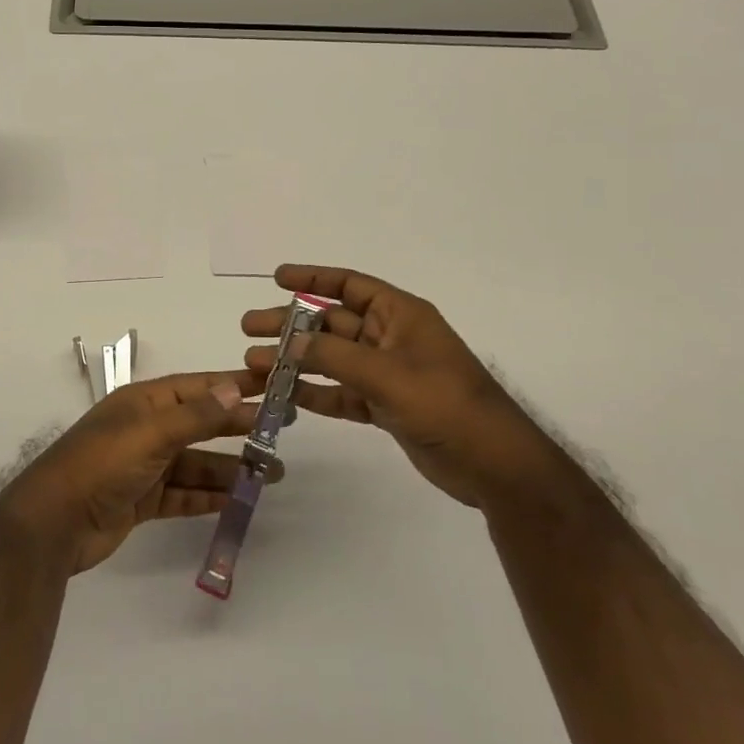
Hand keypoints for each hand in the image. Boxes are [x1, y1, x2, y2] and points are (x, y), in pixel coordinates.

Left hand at [0, 371, 278, 573]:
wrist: (54, 522)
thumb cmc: (102, 464)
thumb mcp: (151, 433)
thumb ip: (195, 415)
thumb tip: (234, 388)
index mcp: (144, 402)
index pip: (198, 388)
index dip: (233, 385)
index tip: (271, 386)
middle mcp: (146, 428)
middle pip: (201, 423)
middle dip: (239, 426)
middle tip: (282, 431)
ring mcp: (144, 466)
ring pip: (197, 462)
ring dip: (231, 466)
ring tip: (273, 473)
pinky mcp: (142, 500)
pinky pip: (184, 494)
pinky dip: (209, 495)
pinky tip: (238, 498)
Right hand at [243, 265, 553, 508]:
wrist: (494, 465)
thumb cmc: (446, 405)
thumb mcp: (388, 374)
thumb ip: (336, 356)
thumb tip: (291, 341)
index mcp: (400, 315)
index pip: (350, 285)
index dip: (313, 278)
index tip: (276, 278)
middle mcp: (390, 338)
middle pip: (331, 323)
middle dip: (290, 324)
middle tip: (249, 328)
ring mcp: (387, 373)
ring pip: (331, 359)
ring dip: (295, 360)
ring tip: (254, 364)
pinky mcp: (385, 406)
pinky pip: (342, 392)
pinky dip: (315, 393)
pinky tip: (284, 396)